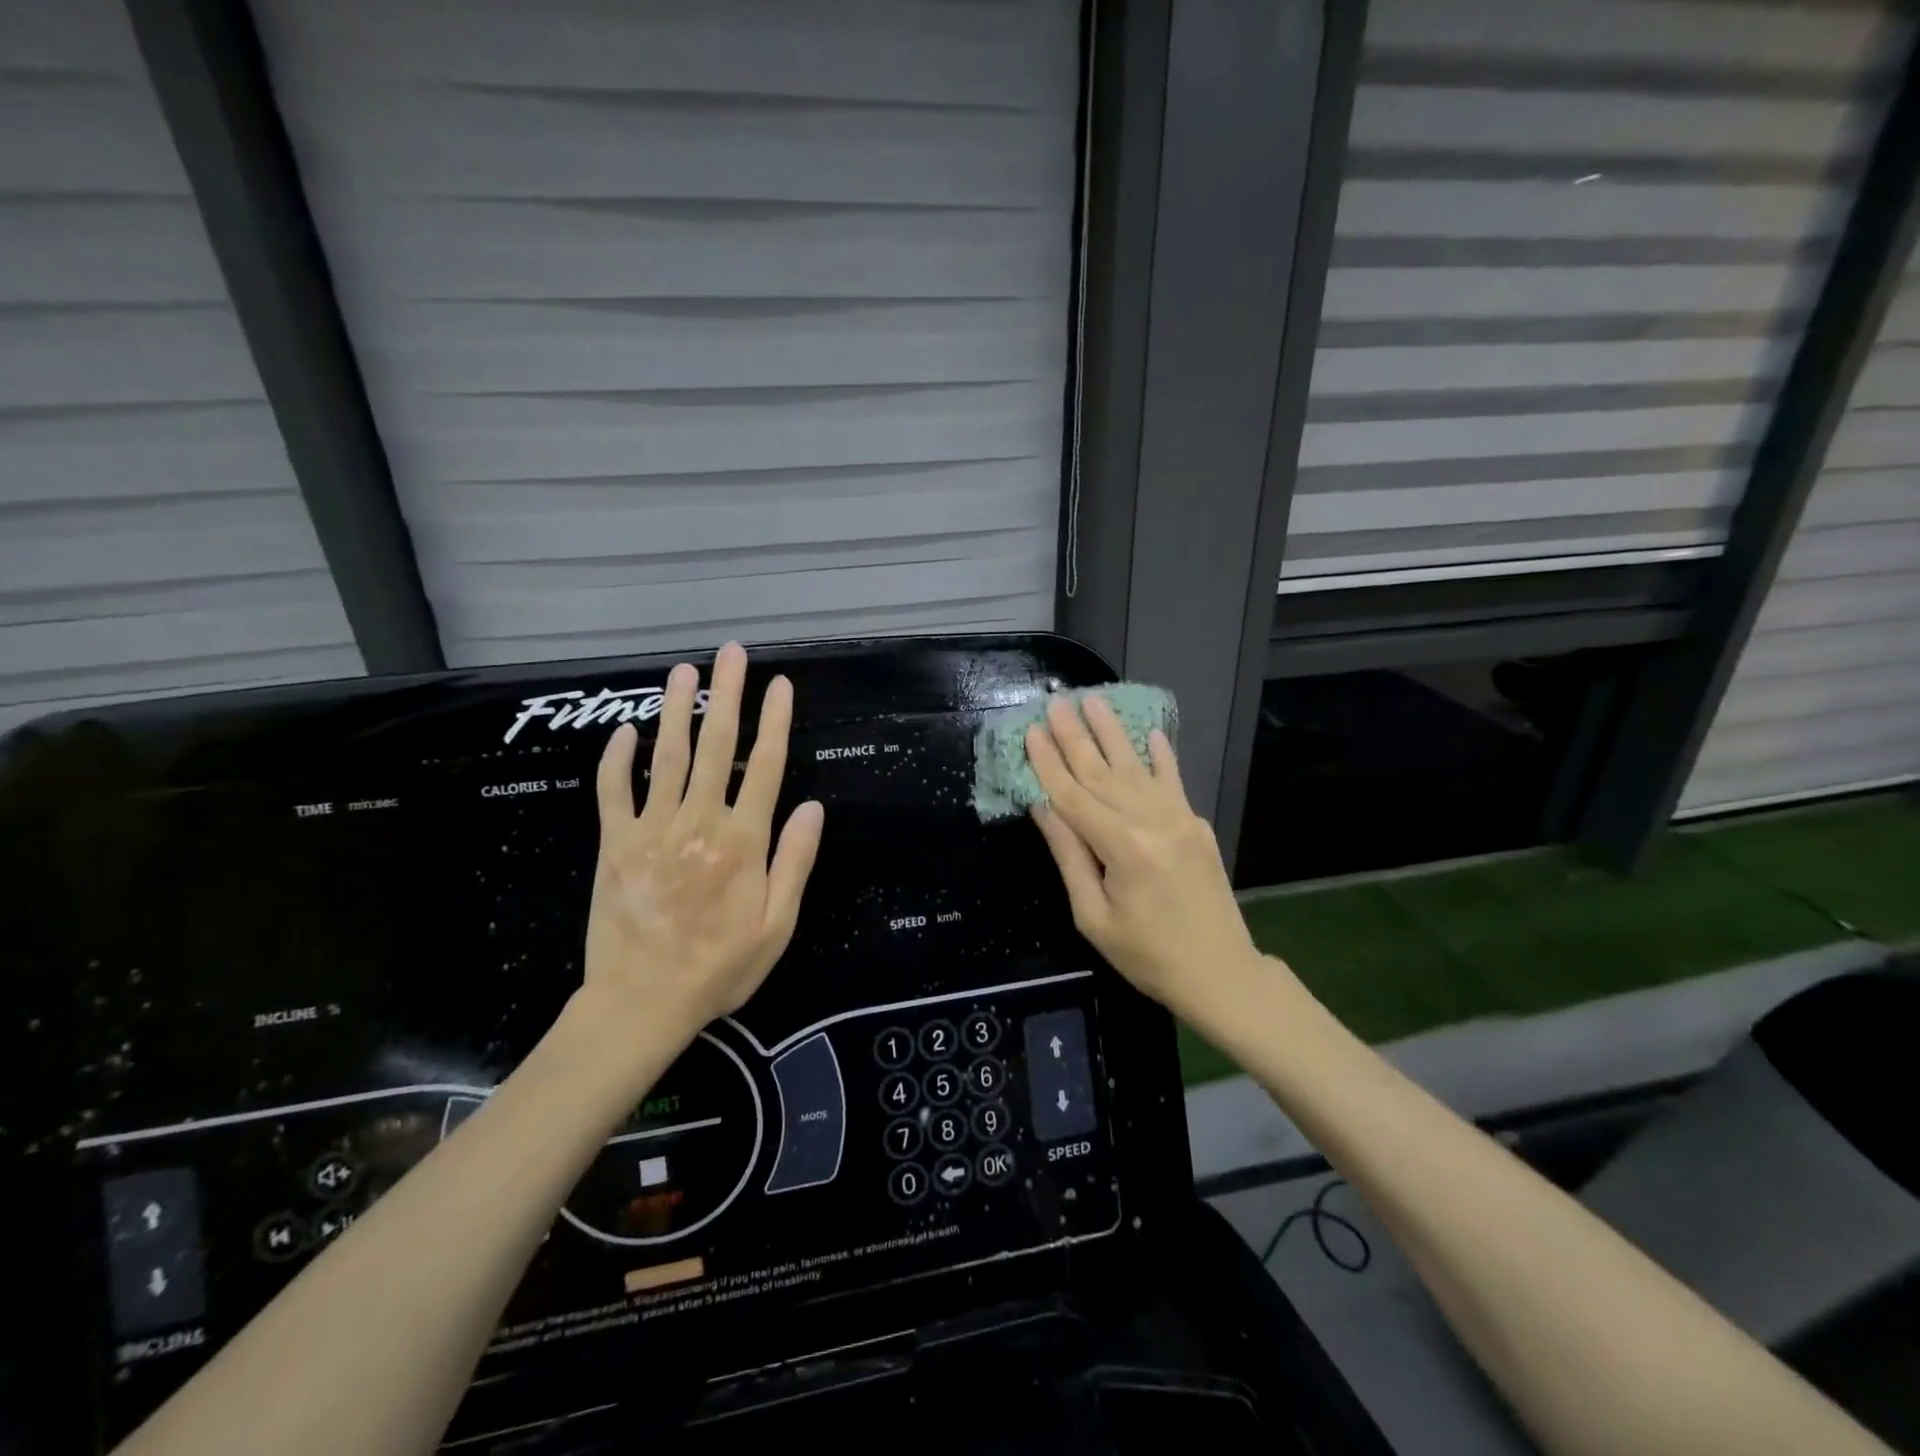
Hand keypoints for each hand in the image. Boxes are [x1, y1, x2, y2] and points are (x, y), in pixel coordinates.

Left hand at [580, 642, 824, 1048]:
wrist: (642, 1002)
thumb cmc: (719, 967)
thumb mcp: (777, 925)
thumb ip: (794, 862)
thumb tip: (812, 807)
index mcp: (742, 841)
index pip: (763, 766)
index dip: (775, 721)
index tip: (780, 683)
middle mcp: (699, 822)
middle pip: (715, 745)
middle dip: (725, 694)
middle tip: (730, 652)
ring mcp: (651, 829)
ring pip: (666, 755)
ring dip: (676, 709)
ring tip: (683, 670)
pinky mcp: (614, 844)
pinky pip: (613, 791)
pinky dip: (617, 758)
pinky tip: (625, 730)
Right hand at [1025, 695, 1257, 1016]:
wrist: (1221, 973)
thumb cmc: (1147, 956)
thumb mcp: (1094, 917)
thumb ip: (1069, 856)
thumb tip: (1043, 806)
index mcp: (1122, 849)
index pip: (1073, 796)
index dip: (1048, 763)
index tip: (1031, 730)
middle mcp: (1151, 823)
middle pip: (1102, 772)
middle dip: (1075, 736)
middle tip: (1056, 701)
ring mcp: (1180, 820)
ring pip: (1136, 768)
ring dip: (1112, 733)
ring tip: (1094, 701)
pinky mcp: (1197, 825)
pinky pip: (1175, 782)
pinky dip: (1162, 756)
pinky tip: (1151, 732)